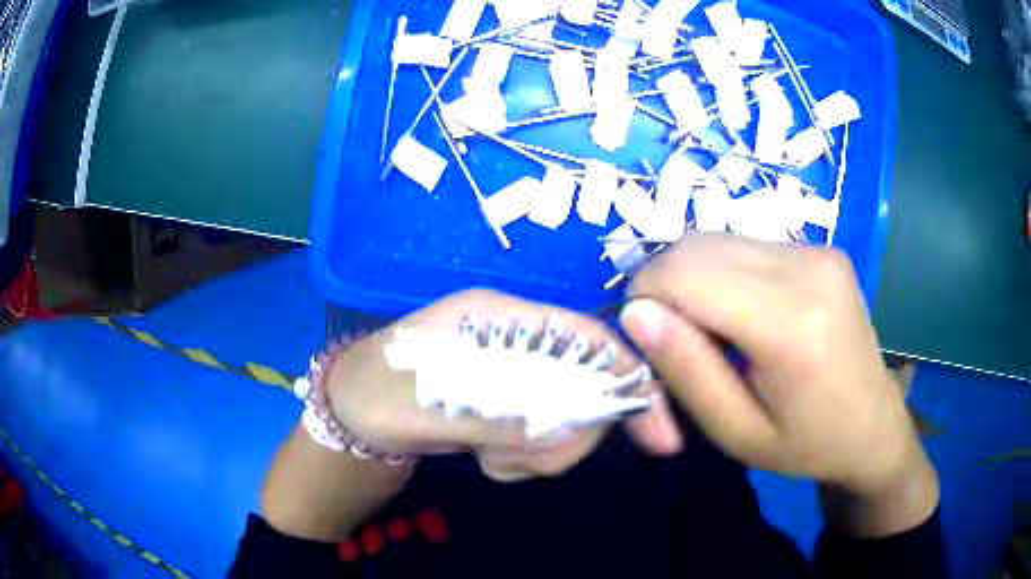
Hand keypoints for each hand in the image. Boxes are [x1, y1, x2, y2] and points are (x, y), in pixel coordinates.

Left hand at [327, 289, 681, 479]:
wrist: (352, 411)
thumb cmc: (376, 391)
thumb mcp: (426, 403)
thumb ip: (496, 414)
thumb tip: (566, 428)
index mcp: (501, 317)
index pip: (587, 337)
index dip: (629, 379)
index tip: (660, 437)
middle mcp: (518, 340)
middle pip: (588, 384)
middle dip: (568, 435)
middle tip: (519, 463)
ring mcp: (516, 374)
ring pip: (569, 416)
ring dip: (541, 452)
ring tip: (490, 459)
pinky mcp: (511, 404)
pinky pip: (546, 435)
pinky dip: (528, 459)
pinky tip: (489, 460)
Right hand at [619, 234, 937, 534]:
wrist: (874, 425)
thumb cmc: (806, 445)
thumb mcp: (736, 433)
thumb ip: (686, 372)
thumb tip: (636, 312)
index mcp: (792, 325)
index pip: (685, 273)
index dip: (646, 298)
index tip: (648, 344)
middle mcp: (808, 269)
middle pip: (696, 247)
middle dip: (666, 289)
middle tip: (680, 344)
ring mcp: (818, 251)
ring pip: (717, 241)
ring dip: (695, 281)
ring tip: (716, 334)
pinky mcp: (823, 248)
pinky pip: (746, 245)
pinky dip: (725, 275)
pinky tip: (745, 315)